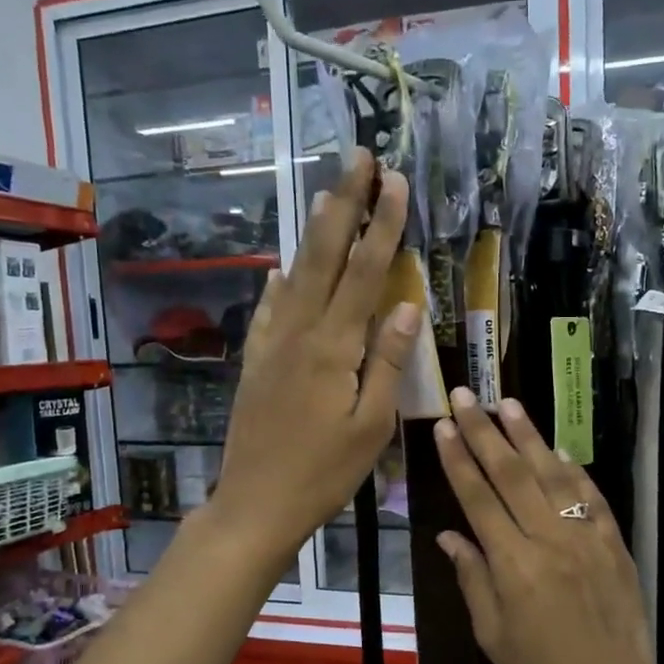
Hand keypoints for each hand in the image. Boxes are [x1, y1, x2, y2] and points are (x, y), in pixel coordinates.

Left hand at [215, 148, 420, 562]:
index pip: (364, 273)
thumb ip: (388, 362)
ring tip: (326, 193)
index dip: (382, 225)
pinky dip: (278, 284)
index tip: (396, 182)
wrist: (256, 504)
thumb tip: (408, 306)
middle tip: (358, 159)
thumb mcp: (372, 426)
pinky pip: (269, 311)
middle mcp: (300, 333)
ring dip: (313, 232)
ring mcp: (272, 345)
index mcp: (334, 348)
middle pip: (323, 257)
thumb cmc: (324, 473)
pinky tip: (280, 269)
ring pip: (295, 275)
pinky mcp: (256, 363)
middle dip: (344, 205)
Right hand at [432, 388, 663, 663]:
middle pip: (512, 475)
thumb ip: (472, 578)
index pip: (478, 498)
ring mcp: (588, 539)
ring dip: (529, 437)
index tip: (444, 426)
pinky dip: (573, 469)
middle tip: (468, 395)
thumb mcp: (493, 636)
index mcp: (514, 566)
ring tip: (509, 403)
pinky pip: (591, 497)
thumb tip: (449, 535)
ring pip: (553, 475)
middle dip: (486, 432)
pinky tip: (557, 448)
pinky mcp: (615, 544)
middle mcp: (550, 541)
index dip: (458, 459)